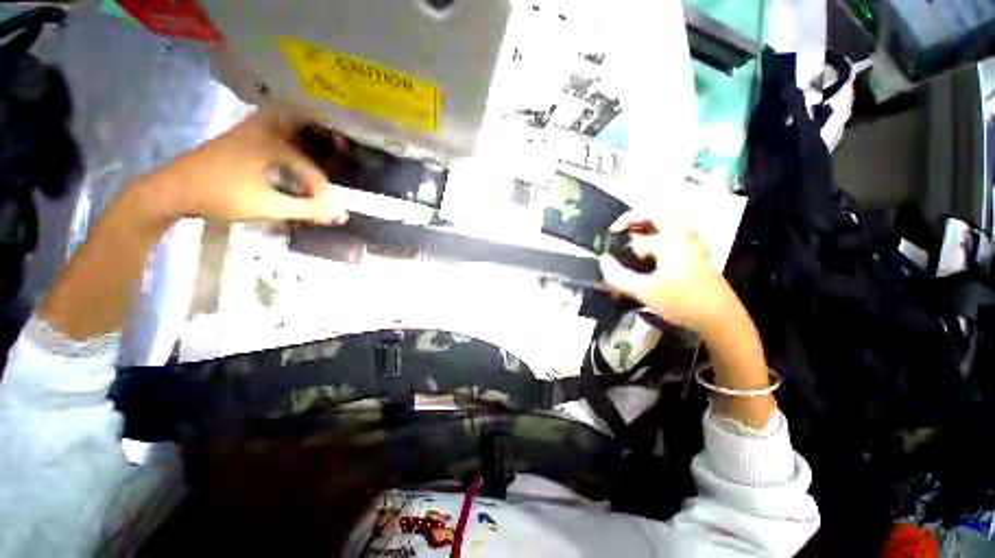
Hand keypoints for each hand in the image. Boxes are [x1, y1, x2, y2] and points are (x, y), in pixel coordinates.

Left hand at [133, 111, 347, 228]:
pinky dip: (289, 138)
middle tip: (341, 146)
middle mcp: (261, 129)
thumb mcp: (267, 206)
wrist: (171, 191)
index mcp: (269, 142)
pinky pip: (273, 130)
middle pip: (302, 121)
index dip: (322, 191)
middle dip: (324, 132)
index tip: (325, 210)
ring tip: (323, 147)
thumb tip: (342, 216)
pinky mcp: (239, 138)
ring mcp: (248, 130)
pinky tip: (293, 155)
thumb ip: (307, 210)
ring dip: (306, 132)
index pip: (310, 168)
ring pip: (286, 122)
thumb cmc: (220, 196)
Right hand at [599, 210, 730, 332]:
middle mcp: (685, 237)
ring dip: (643, 236)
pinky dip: (652, 246)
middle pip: (658, 218)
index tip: (613, 231)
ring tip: (625, 250)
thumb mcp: (644, 290)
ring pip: (664, 232)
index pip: (652, 212)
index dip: (629, 216)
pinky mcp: (693, 259)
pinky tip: (642, 262)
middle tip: (617, 237)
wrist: (720, 319)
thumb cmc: (682, 301)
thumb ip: (618, 276)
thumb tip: (602, 261)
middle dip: (635, 225)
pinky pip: (669, 243)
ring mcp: (691, 248)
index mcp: (674, 239)